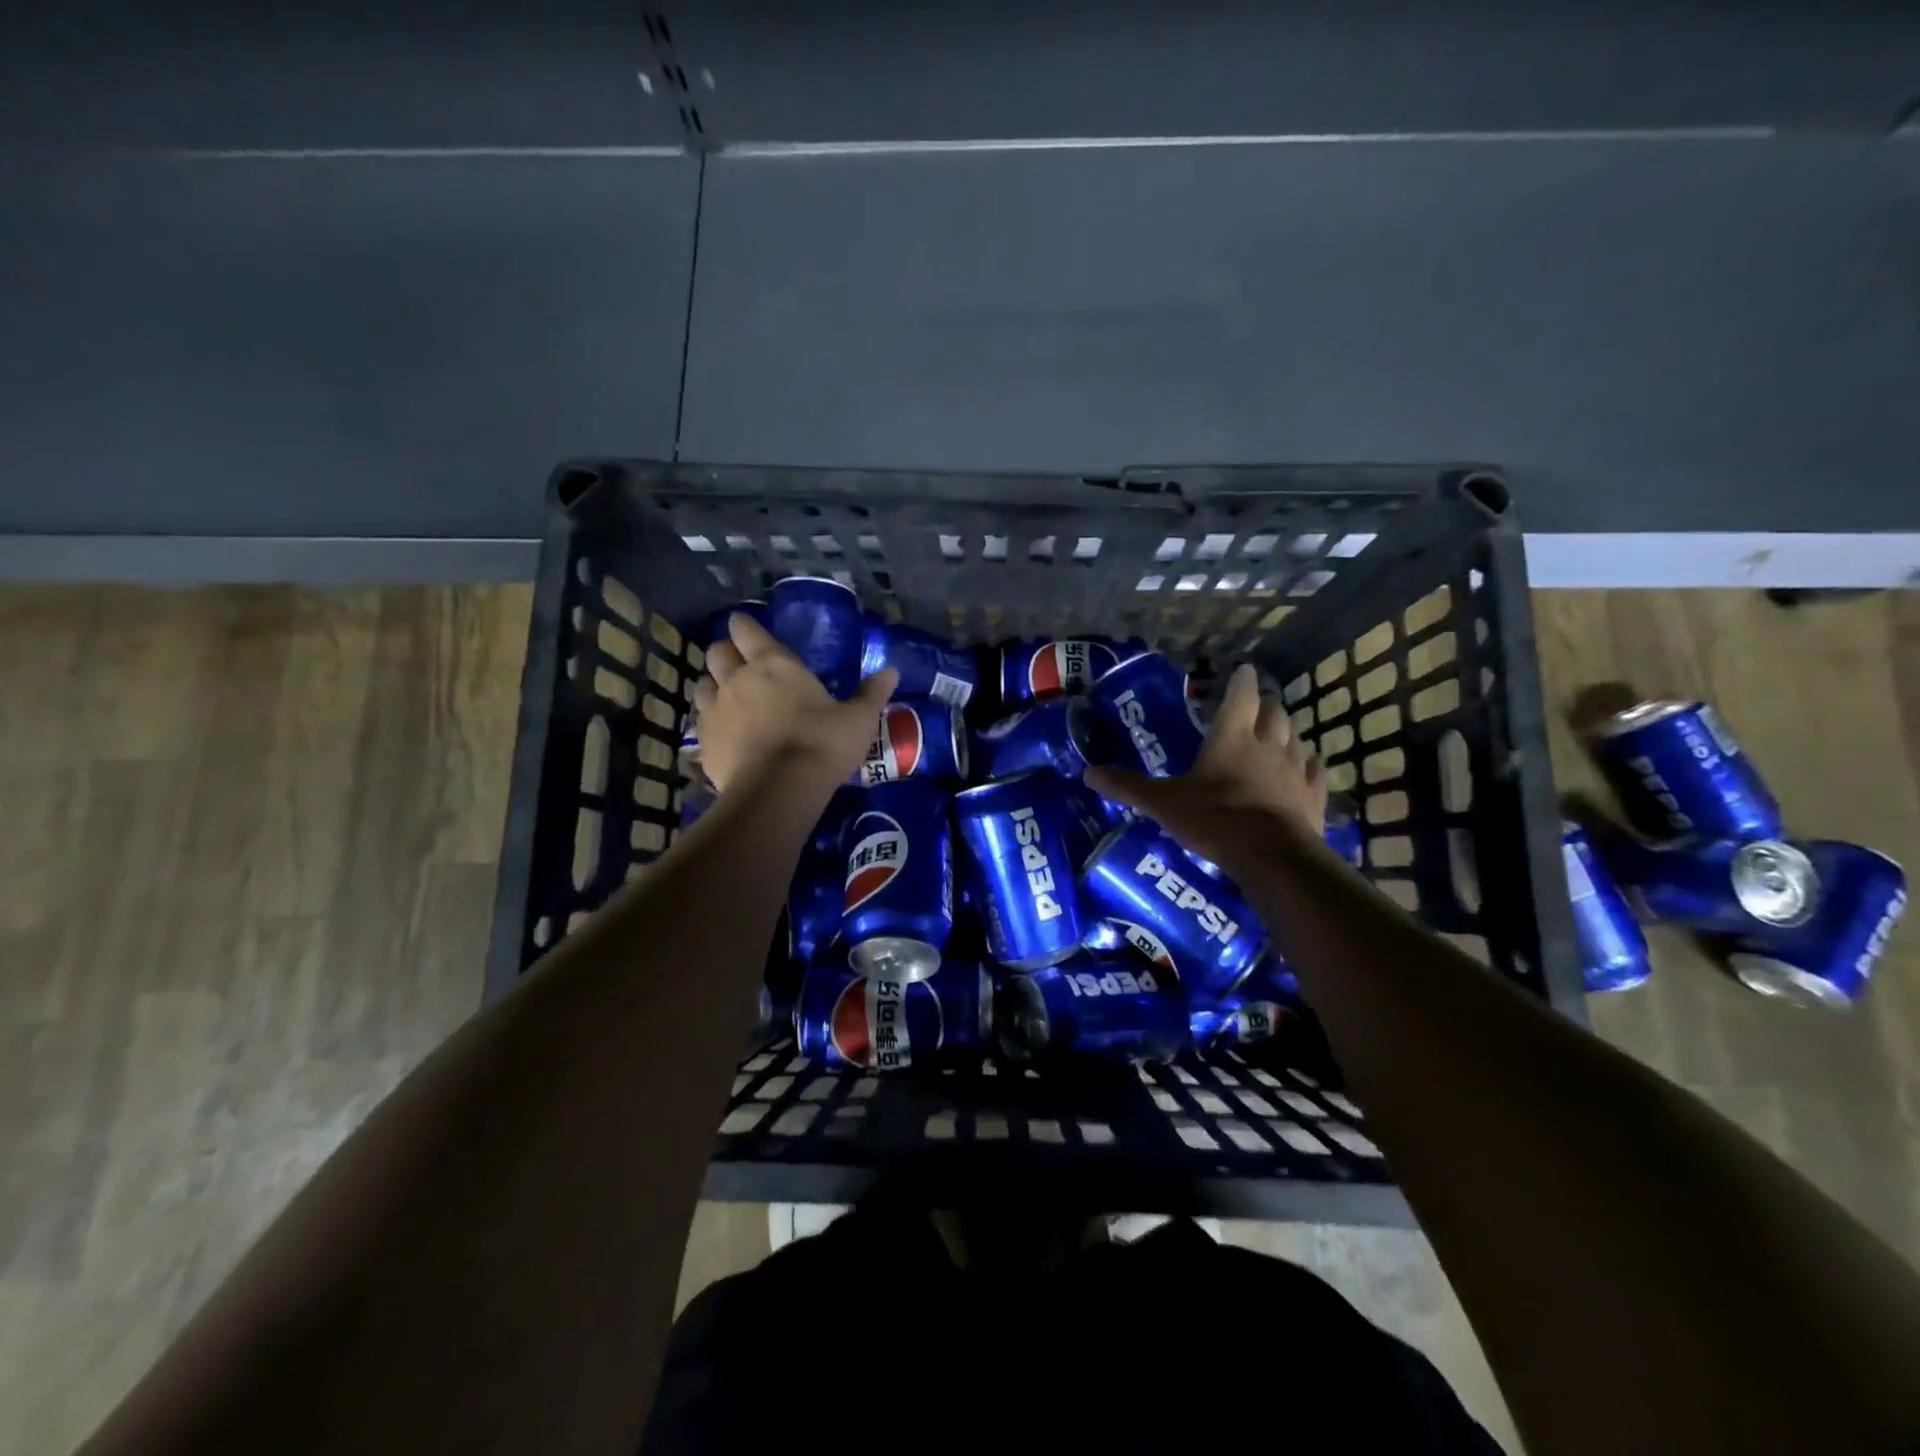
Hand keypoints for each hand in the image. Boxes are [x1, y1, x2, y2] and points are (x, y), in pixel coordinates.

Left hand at [693, 613, 897, 792]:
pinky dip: (710, 720)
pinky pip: (701, 721)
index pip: (747, 630)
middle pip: (717, 652)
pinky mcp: (704, 742)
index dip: (743, 625)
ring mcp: (716, 710)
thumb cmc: (822, 743)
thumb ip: (871, 694)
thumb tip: (892, 671)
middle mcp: (738, 679)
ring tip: (726, 694)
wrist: (779, 789)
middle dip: (725, 652)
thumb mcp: (858, 719)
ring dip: (712, 684)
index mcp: (774, 664)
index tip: (743, 624)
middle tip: (737, 660)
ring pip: (702, 684)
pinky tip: (724, 732)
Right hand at [1085, 663, 1328, 875]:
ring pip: (1296, 738)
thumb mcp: (1163, 803)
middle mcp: (1267, 745)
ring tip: (1278, 732)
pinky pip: (1315, 772)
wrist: (1272, 856)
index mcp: (1230, 738)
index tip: (1244, 669)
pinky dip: (1309, 765)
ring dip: (1286, 731)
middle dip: (1265, 704)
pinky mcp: (1312, 796)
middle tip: (1257, 703)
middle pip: (1273, 712)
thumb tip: (1088, 774)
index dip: (1242, 681)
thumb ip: (1128, 787)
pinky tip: (1307, 767)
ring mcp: (1294, 770)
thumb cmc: (1215, 820)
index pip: (1241, 696)